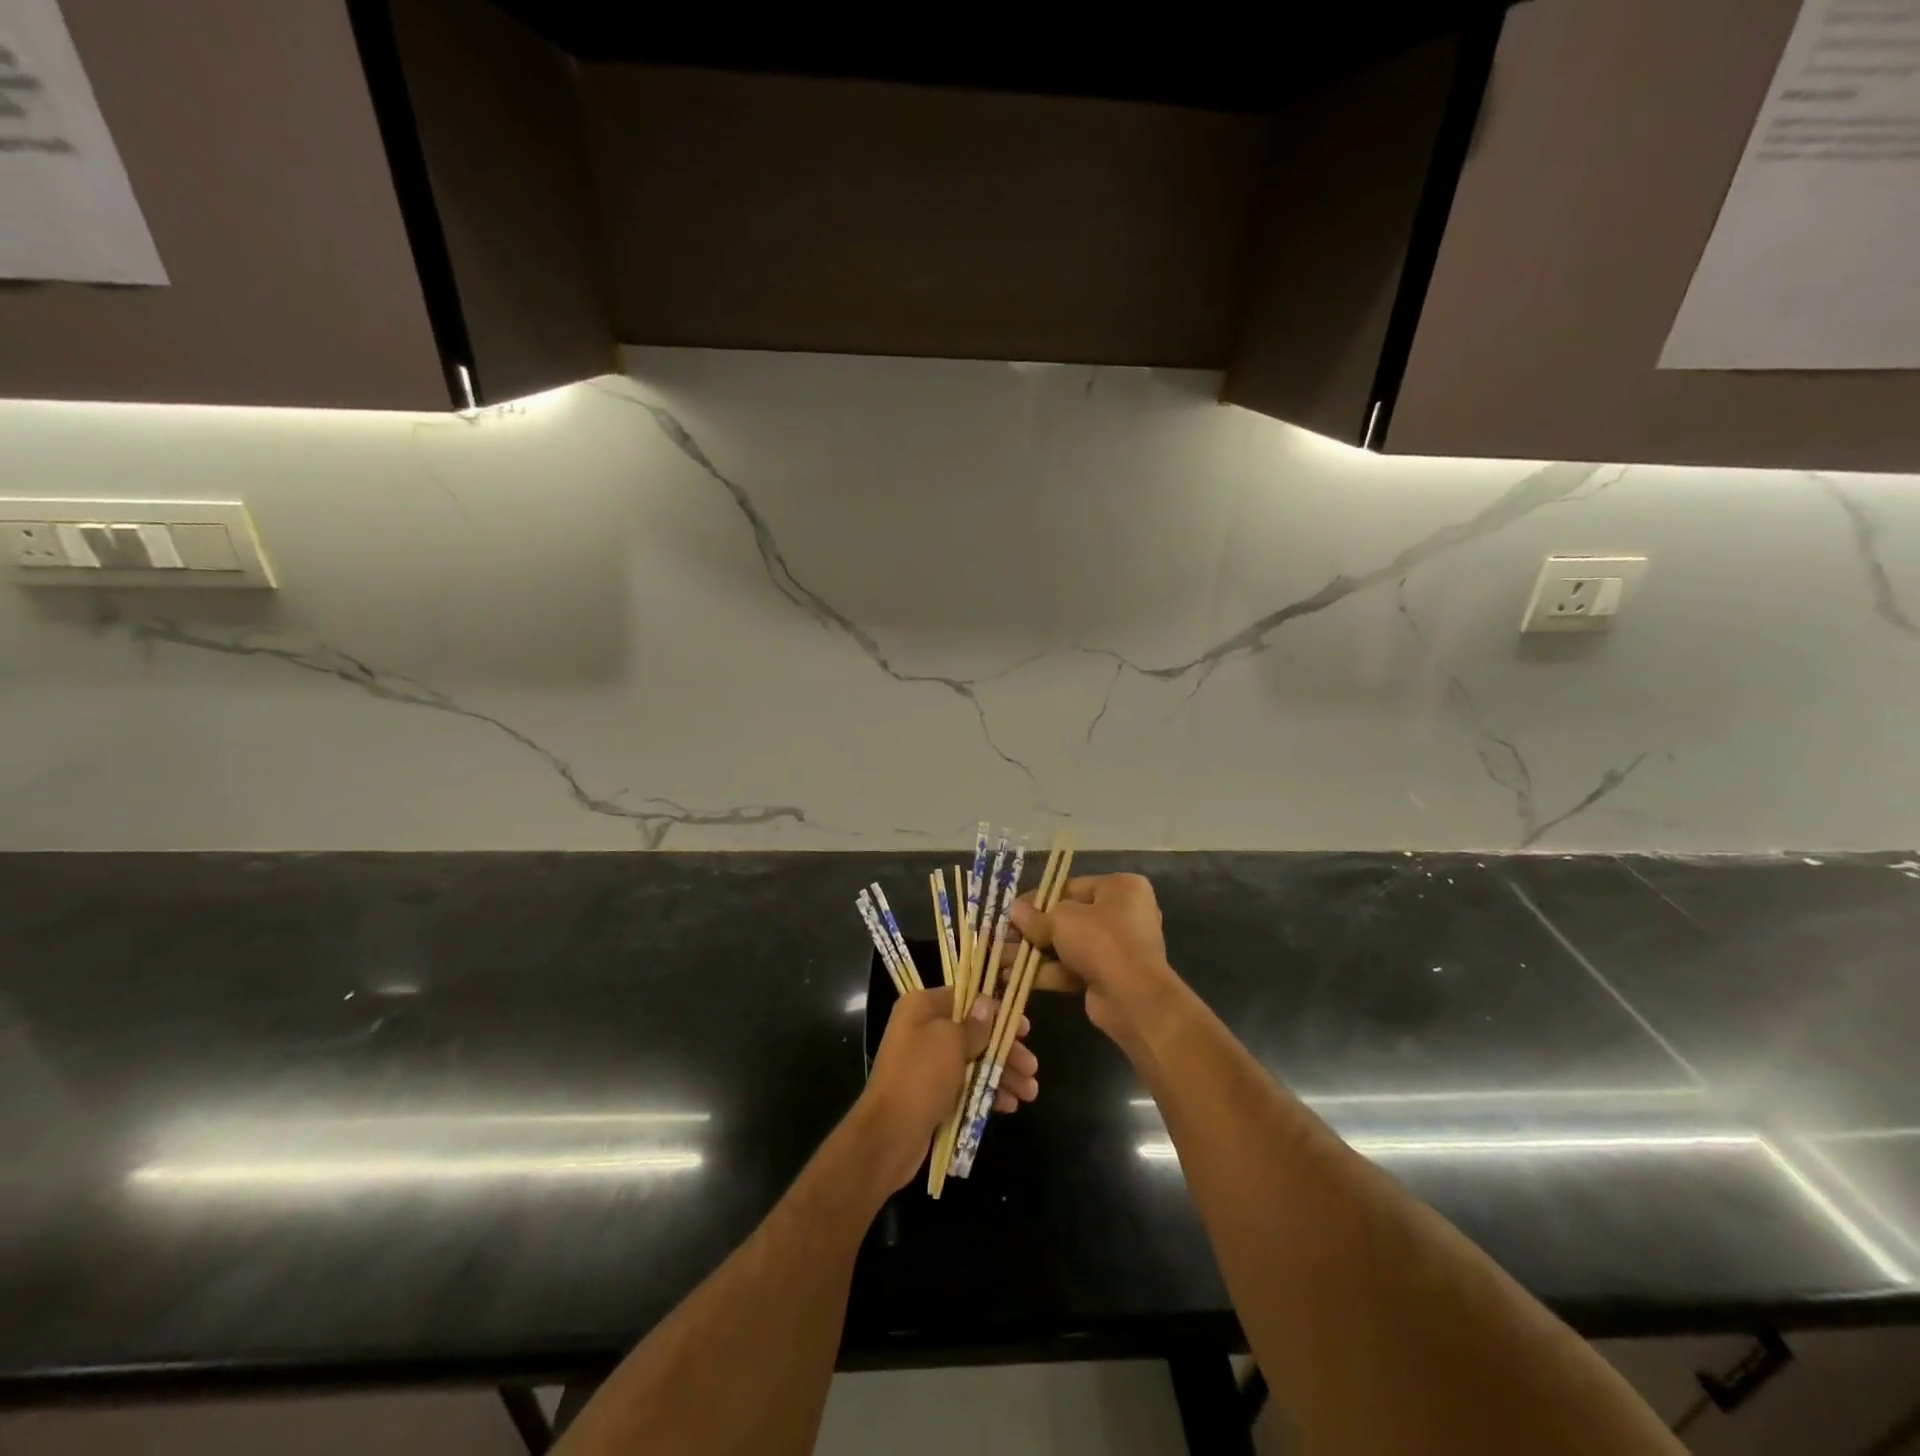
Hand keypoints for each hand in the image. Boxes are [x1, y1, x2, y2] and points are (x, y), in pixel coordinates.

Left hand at [856, 986, 1039, 1192]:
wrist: (889, 1136)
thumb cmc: (920, 1077)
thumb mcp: (950, 1041)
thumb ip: (974, 1024)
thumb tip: (987, 1003)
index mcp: (922, 1007)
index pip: (966, 998)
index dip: (997, 1012)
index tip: (1025, 1028)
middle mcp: (924, 1030)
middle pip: (974, 1032)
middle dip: (1005, 1049)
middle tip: (1032, 1067)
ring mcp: (928, 1063)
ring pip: (974, 1061)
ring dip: (1002, 1074)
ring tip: (1030, 1093)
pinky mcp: (934, 1093)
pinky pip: (967, 1085)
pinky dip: (988, 1092)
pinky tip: (1010, 1105)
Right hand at [1009, 874, 1180, 1052]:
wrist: (1133, 997)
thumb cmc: (1101, 941)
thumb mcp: (1061, 920)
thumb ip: (1036, 916)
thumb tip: (1014, 910)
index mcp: (1121, 888)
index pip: (1071, 887)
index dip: (1038, 899)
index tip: (1013, 910)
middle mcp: (1123, 914)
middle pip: (1069, 917)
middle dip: (1034, 929)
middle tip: (1004, 936)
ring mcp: (1117, 948)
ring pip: (1068, 945)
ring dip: (1035, 952)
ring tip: (1001, 958)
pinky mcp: (1109, 976)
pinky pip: (1073, 967)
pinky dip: (1048, 971)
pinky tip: (1016, 976)